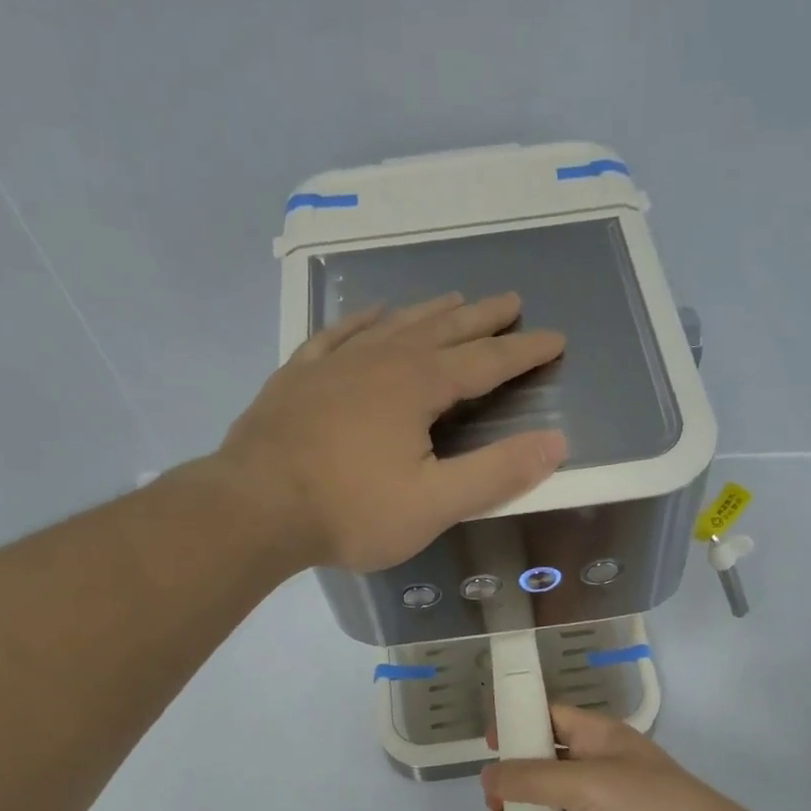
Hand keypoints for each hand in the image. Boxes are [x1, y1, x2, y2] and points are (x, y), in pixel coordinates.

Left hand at [216, 292, 567, 571]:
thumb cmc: (351, 511)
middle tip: (511, 302)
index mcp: (418, 386)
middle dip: (481, 318)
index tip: (555, 339)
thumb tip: (556, 443)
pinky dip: (362, 321)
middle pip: (442, 330)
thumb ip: (496, 473)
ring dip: (429, 312)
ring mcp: (334, 364)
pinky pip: (337, 335)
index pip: (485, 362)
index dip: (523, 352)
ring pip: (393, 325)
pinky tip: (372, 315)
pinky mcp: (297, 377)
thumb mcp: (435, 504)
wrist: (254, 508)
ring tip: (453, 299)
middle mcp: (380, 360)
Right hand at [481, 706, 787, 810]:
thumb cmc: (646, 807)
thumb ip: (532, 778)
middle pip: (537, 770)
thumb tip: (489, 776)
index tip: (487, 742)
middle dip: (508, 786)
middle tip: (492, 806)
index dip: (519, 724)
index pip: (551, 720)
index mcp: (597, 741)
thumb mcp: (586, 782)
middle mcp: (592, 773)